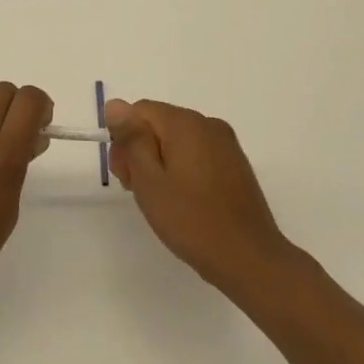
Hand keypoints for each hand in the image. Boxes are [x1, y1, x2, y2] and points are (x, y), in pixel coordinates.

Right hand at [106, 98, 293, 295]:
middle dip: (141, 151)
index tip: (125, 176)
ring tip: (161, 201)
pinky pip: (197, 154)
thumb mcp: (149, 180)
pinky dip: (182, 170)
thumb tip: (115, 105)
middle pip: (159, 124)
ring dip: (160, 163)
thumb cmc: (191, 220)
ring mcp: (226, 144)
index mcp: (185, 123)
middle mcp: (208, 124)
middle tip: (138, 192)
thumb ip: (131, 138)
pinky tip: (183, 201)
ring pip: (177, 140)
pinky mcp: (235, 164)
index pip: (139, 111)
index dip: (124, 140)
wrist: (249, 258)